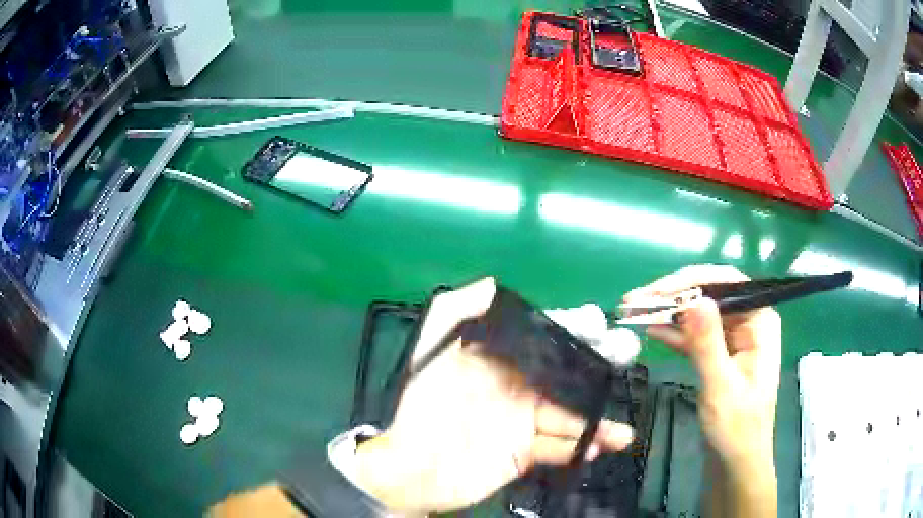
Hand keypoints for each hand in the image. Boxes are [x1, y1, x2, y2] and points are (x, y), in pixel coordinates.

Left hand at [355, 278, 634, 514]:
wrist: (411, 465)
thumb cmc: (421, 406)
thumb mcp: (431, 352)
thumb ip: (456, 312)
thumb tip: (491, 284)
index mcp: (500, 362)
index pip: (544, 339)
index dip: (571, 329)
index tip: (596, 323)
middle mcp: (517, 388)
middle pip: (567, 374)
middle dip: (598, 364)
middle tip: (625, 354)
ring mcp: (522, 422)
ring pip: (568, 416)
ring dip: (597, 422)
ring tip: (621, 431)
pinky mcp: (522, 452)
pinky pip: (556, 449)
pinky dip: (577, 449)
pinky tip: (595, 448)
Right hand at [624, 265, 780, 472]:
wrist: (735, 463)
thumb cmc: (736, 429)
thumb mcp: (721, 387)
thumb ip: (708, 344)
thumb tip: (694, 301)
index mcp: (760, 321)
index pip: (727, 283)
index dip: (691, 281)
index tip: (657, 291)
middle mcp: (748, 322)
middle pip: (710, 295)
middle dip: (673, 296)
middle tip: (635, 300)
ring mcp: (732, 338)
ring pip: (698, 314)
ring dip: (668, 312)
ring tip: (634, 311)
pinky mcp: (718, 355)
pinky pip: (694, 335)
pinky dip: (673, 332)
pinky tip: (651, 328)